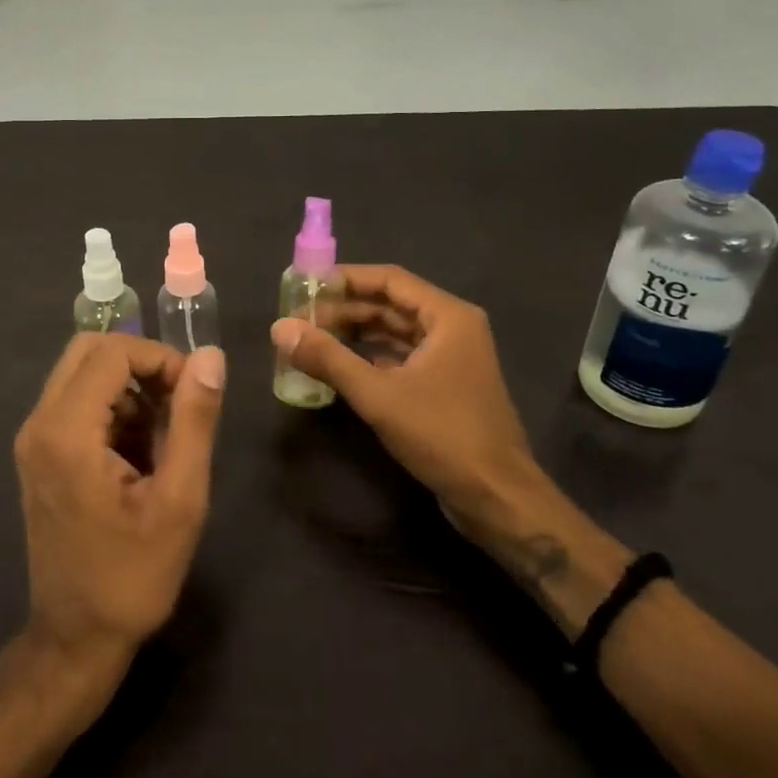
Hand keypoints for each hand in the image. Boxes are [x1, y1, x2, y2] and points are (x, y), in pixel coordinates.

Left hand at [13, 333, 224, 683]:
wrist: (77, 638)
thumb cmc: (133, 575)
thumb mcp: (180, 499)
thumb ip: (194, 420)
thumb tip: (210, 356)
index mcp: (66, 431)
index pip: (112, 351)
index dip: (160, 358)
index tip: (194, 392)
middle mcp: (38, 423)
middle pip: (89, 350)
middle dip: (141, 364)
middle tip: (180, 401)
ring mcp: (33, 439)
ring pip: (81, 373)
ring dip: (127, 386)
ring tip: (166, 432)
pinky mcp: (38, 454)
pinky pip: (75, 402)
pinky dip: (112, 407)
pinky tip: (140, 451)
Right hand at [271, 265, 544, 522]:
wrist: (497, 497)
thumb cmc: (442, 434)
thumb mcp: (378, 395)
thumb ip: (328, 358)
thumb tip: (279, 328)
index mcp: (448, 317)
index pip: (389, 280)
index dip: (346, 279)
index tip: (305, 286)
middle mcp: (453, 328)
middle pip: (390, 305)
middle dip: (345, 310)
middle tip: (300, 320)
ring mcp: (451, 358)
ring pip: (394, 332)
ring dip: (355, 334)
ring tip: (311, 341)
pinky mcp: (445, 385)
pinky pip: (401, 357)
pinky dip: (370, 358)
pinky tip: (338, 367)